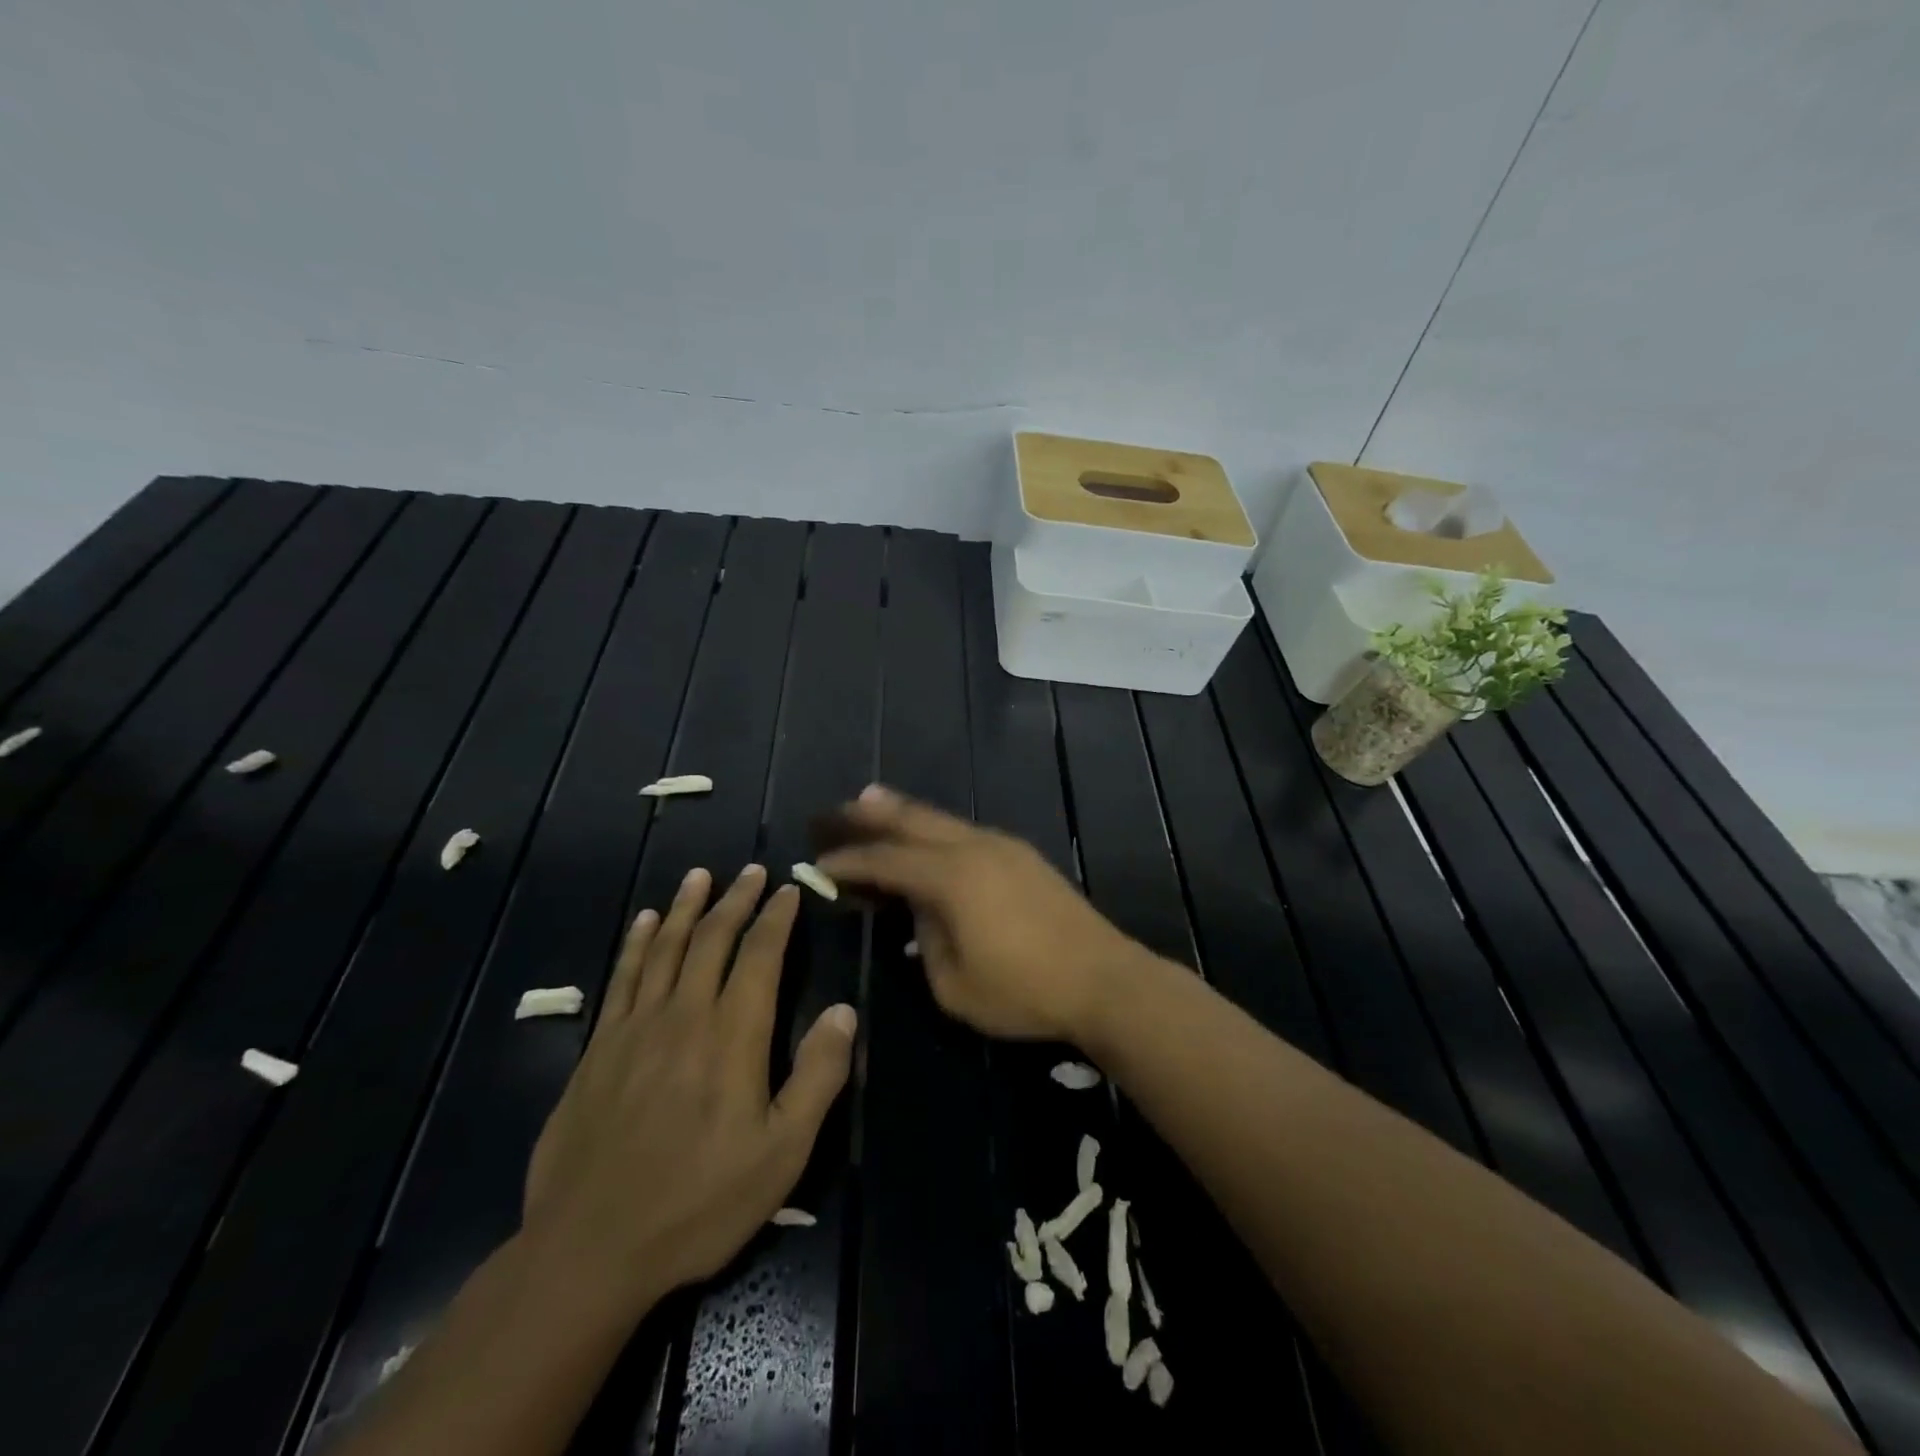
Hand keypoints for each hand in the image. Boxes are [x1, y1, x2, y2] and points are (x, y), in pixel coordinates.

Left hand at [523, 865, 855, 1318]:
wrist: (590, 1248)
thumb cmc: (699, 1203)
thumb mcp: (782, 1153)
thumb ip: (817, 1076)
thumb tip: (843, 1010)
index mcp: (732, 1036)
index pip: (760, 956)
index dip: (776, 918)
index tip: (788, 888)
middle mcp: (685, 1015)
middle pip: (713, 939)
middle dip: (736, 900)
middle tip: (752, 871)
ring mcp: (635, 1028)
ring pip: (665, 948)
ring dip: (686, 907)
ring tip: (700, 876)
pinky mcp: (598, 1048)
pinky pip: (622, 977)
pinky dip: (637, 943)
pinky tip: (644, 922)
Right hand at [816, 786, 1153, 1042]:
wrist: (1104, 979)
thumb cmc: (1024, 991)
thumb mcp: (955, 986)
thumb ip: (926, 942)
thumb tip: (921, 913)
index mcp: (951, 878)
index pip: (885, 861)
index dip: (848, 861)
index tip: (818, 862)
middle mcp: (974, 848)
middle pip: (912, 820)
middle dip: (869, 814)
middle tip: (835, 811)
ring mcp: (1003, 846)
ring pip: (942, 819)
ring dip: (904, 813)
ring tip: (872, 802)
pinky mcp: (1023, 855)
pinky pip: (966, 831)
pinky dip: (936, 829)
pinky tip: (928, 839)